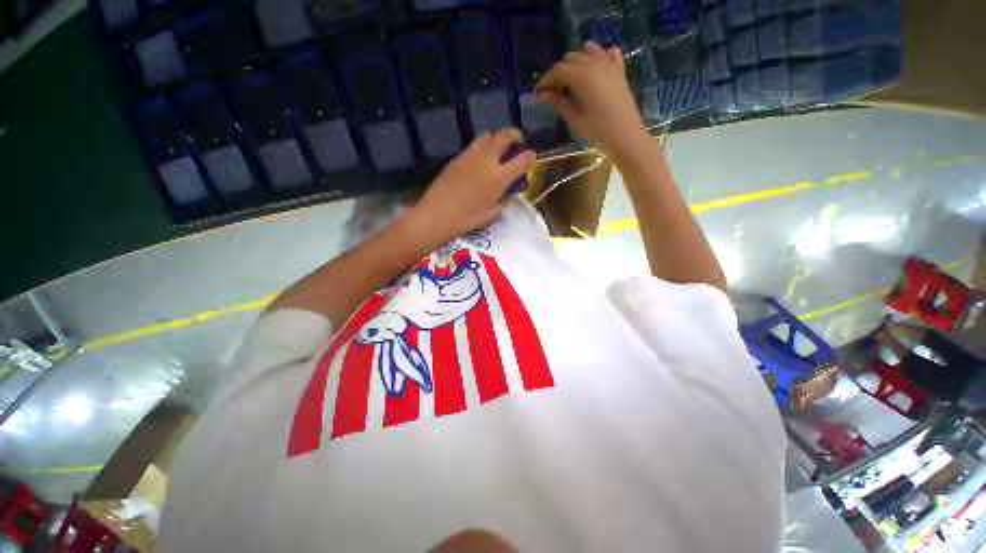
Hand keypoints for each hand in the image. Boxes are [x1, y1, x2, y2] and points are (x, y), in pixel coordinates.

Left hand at [410, 128, 534, 243]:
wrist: (437, 213)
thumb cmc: (466, 219)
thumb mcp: (491, 215)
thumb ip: (504, 202)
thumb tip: (508, 194)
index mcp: (499, 177)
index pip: (522, 160)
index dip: (530, 156)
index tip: (532, 157)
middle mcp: (487, 160)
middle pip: (504, 137)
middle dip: (515, 135)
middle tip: (518, 140)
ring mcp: (471, 155)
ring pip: (488, 135)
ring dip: (498, 137)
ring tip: (500, 145)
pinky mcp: (458, 157)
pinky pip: (474, 144)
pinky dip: (484, 145)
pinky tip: (482, 156)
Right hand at [537, 41, 648, 159]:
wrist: (625, 134)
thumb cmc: (597, 130)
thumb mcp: (574, 119)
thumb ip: (558, 103)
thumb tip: (542, 95)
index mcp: (581, 76)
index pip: (558, 70)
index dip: (546, 79)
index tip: (539, 91)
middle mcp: (595, 63)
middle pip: (571, 58)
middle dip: (559, 71)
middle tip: (553, 90)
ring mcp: (609, 64)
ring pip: (588, 50)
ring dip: (576, 60)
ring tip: (572, 79)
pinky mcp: (619, 69)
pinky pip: (608, 52)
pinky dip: (599, 56)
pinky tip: (595, 69)